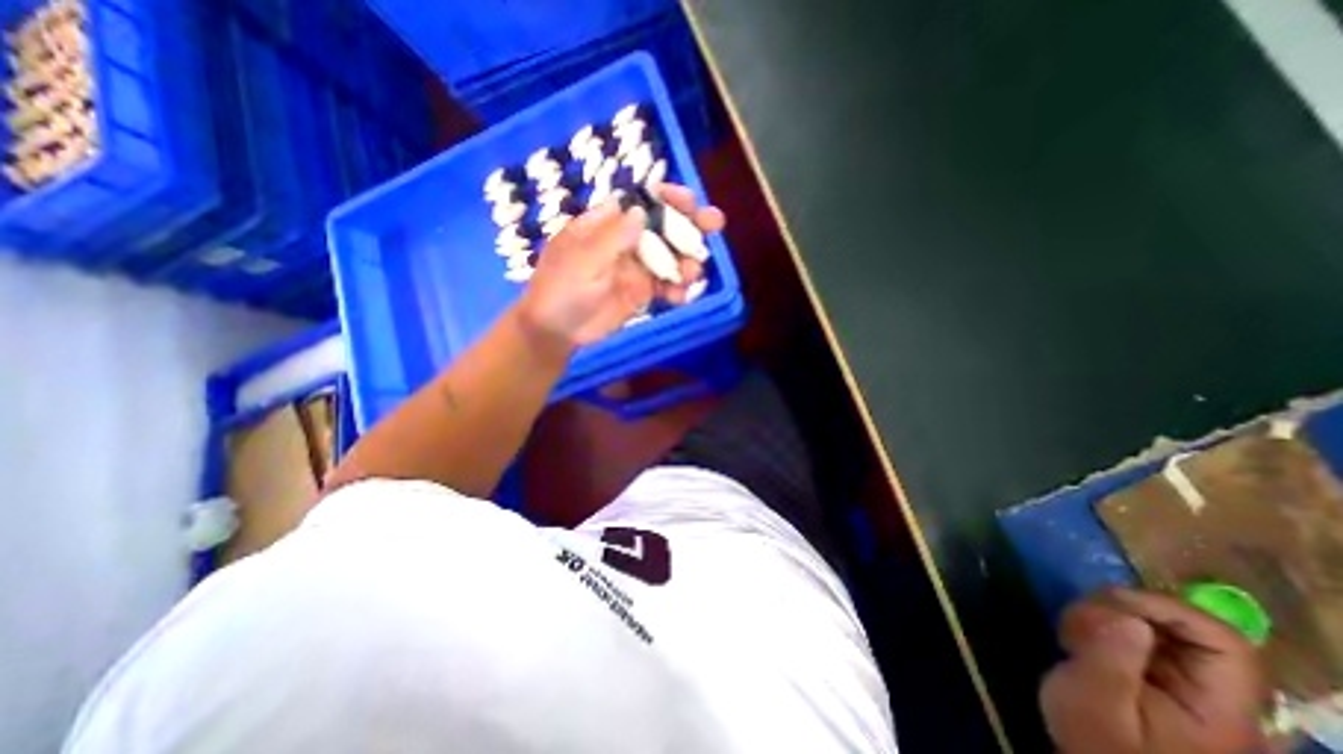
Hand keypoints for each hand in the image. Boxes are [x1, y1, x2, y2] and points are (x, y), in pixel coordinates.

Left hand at [515, 184, 731, 348]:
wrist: (557, 331)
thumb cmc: (560, 289)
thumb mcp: (581, 262)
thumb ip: (612, 239)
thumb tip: (641, 211)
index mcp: (606, 224)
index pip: (640, 202)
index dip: (665, 197)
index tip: (688, 200)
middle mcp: (626, 241)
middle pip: (663, 226)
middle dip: (690, 223)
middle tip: (716, 224)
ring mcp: (637, 267)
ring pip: (670, 257)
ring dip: (687, 261)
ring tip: (692, 274)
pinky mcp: (642, 292)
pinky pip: (666, 286)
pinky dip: (677, 290)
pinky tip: (681, 297)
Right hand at [1036, 588, 1272, 753]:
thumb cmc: (1096, 743)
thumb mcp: (1094, 699)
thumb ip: (1111, 656)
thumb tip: (1127, 615)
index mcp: (1217, 709)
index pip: (1224, 642)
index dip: (1169, 608)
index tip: (1109, 599)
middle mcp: (1212, 693)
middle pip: (1183, 625)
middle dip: (1119, 609)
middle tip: (1075, 622)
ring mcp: (1183, 684)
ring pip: (1152, 623)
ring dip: (1101, 615)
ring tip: (1070, 635)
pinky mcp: (1156, 677)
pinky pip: (1134, 633)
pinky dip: (1099, 624)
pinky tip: (1075, 640)